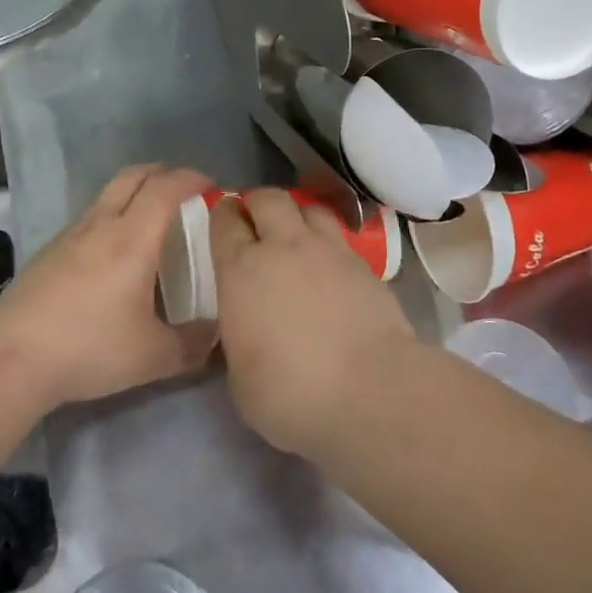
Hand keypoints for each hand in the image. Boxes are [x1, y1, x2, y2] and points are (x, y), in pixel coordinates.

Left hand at [0, 163, 216, 408]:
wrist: (10, 357)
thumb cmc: (88, 347)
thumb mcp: (152, 357)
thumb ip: (191, 345)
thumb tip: (215, 336)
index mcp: (133, 238)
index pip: (166, 187)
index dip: (192, 178)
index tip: (212, 187)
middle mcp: (102, 224)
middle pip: (134, 175)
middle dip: (164, 173)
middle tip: (185, 191)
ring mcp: (71, 234)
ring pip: (108, 193)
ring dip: (135, 192)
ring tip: (151, 221)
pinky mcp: (50, 251)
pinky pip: (90, 216)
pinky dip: (112, 216)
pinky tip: (114, 253)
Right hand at [210, 189, 413, 454]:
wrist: (371, 391)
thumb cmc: (291, 393)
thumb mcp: (240, 377)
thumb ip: (237, 338)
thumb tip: (245, 328)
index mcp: (241, 270)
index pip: (224, 220)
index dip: (221, 215)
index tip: (221, 222)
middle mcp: (283, 246)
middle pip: (268, 198)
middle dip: (257, 203)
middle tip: (255, 222)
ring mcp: (328, 250)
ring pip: (308, 208)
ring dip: (296, 215)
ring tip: (295, 235)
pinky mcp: (364, 264)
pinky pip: (339, 236)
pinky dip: (328, 241)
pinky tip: (329, 265)